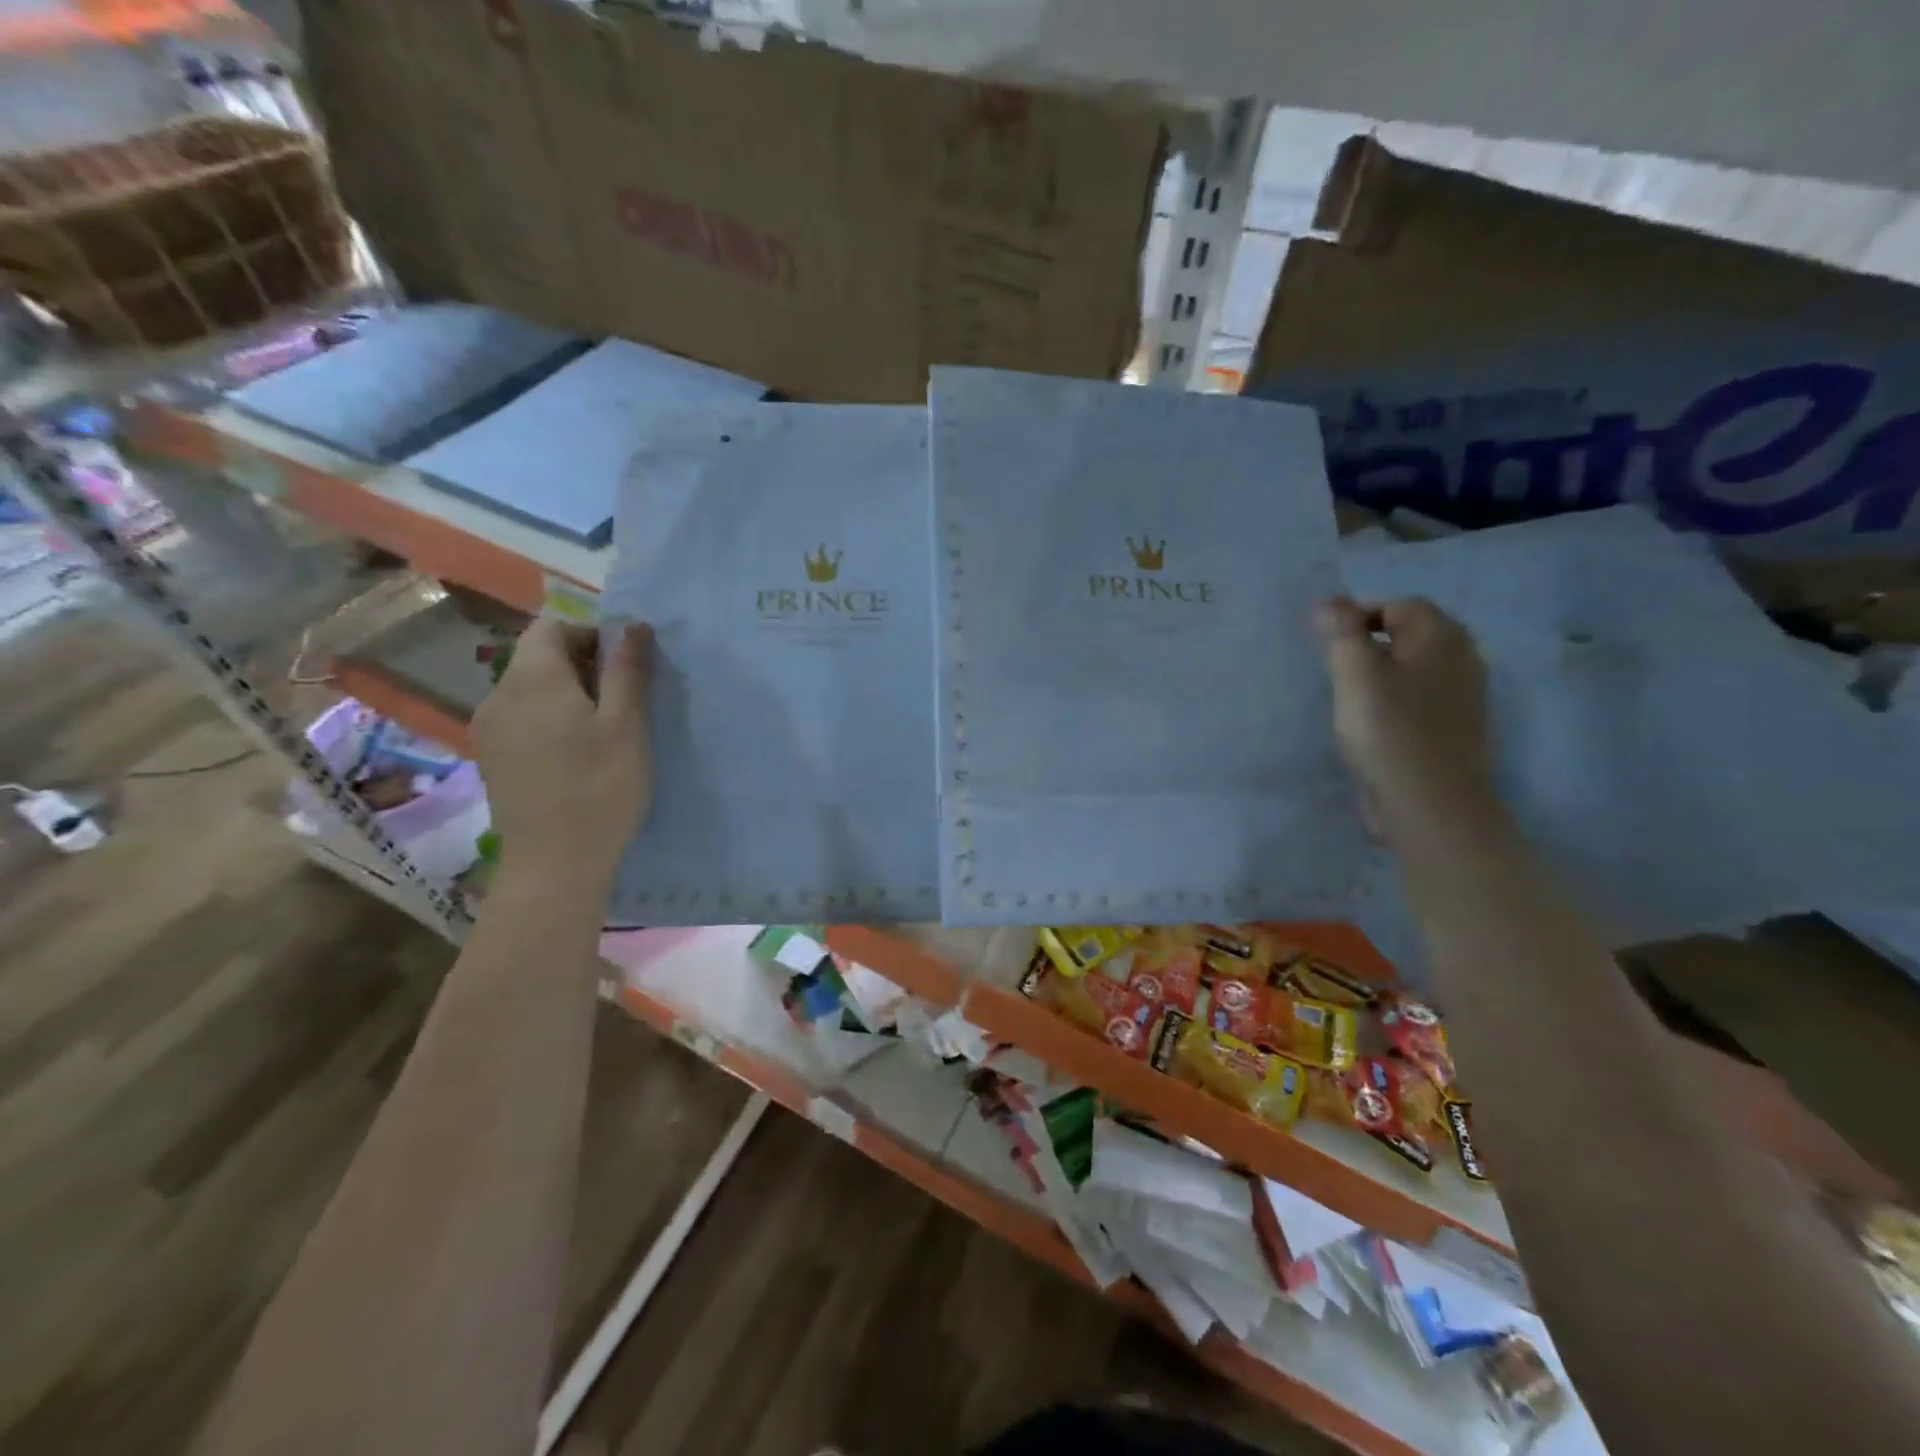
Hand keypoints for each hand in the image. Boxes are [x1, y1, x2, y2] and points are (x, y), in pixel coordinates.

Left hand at [473, 619, 653, 893]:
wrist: (555, 863)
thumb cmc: (601, 787)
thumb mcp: (627, 724)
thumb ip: (627, 669)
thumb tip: (631, 624)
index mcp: (533, 677)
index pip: (553, 626)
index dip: (592, 634)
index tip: (626, 666)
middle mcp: (499, 693)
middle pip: (539, 656)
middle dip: (583, 665)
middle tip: (624, 700)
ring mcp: (490, 728)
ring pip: (530, 689)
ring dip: (567, 694)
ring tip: (604, 730)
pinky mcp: (492, 758)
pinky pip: (522, 718)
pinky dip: (549, 720)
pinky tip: (575, 755)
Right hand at [1315, 596, 1498, 839]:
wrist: (1431, 803)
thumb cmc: (1388, 731)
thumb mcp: (1355, 674)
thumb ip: (1341, 632)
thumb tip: (1329, 602)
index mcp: (1442, 636)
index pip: (1396, 606)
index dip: (1357, 616)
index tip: (1325, 645)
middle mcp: (1462, 657)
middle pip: (1408, 635)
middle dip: (1369, 645)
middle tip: (1334, 671)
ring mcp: (1464, 695)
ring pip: (1414, 669)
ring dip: (1381, 675)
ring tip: (1349, 699)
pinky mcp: (1456, 727)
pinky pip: (1420, 699)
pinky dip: (1395, 701)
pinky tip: (1373, 725)